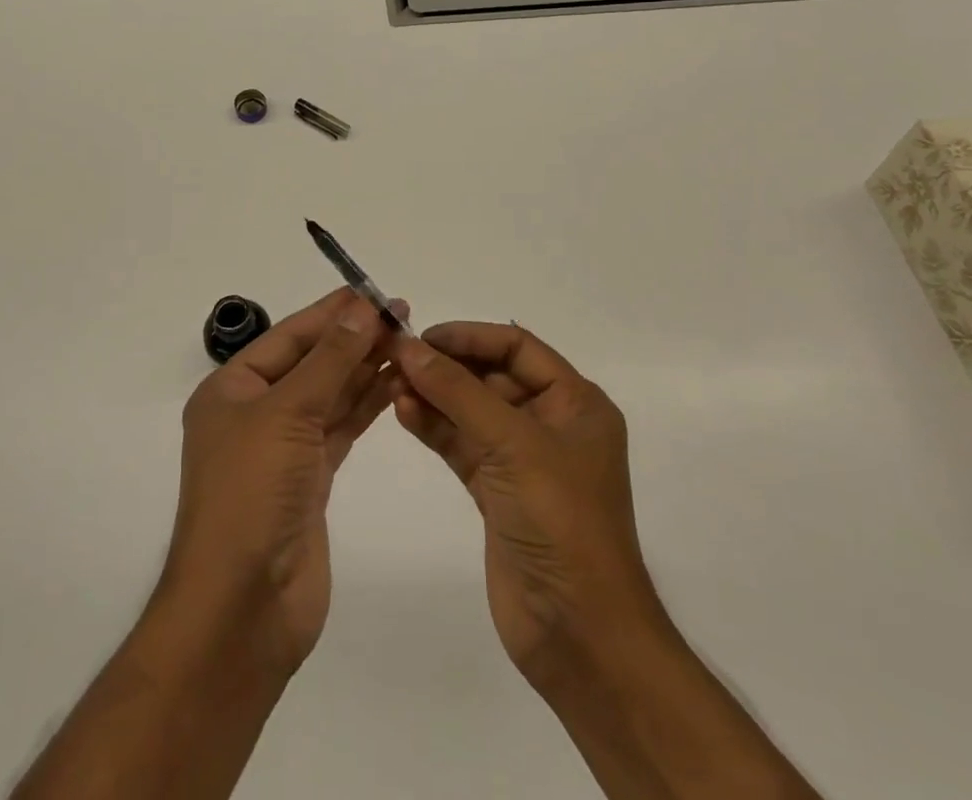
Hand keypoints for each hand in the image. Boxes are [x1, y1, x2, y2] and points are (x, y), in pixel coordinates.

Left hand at [162, 288, 401, 673]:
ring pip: (329, 395)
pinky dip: (365, 406)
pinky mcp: (309, 480)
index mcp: (231, 390)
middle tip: (402, 315)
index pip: (289, 337)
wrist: (243, 608)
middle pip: (311, 363)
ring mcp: (283, 448)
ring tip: (408, 342)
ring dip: (364, 369)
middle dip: (353, 338)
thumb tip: (360, 308)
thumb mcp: (287, 412)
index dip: (331, 313)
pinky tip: (394, 383)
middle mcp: (255, 413)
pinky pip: (340, 428)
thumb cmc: (251, 493)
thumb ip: (329, 360)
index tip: (372, 292)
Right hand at [392, 322, 661, 693]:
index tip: (423, 336)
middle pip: (491, 377)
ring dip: (434, 396)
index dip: (470, 336)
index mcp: (575, 403)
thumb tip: (409, 346)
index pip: (517, 348)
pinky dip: (434, 427)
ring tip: (391, 385)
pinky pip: (461, 445)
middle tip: (398, 360)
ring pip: (471, 411)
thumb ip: (458, 391)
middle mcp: (551, 424)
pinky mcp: (498, 492)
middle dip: (446, 367)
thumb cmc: (560, 522)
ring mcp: (523, 460)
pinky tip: (402, 413)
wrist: (580, 635)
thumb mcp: (512, 444)